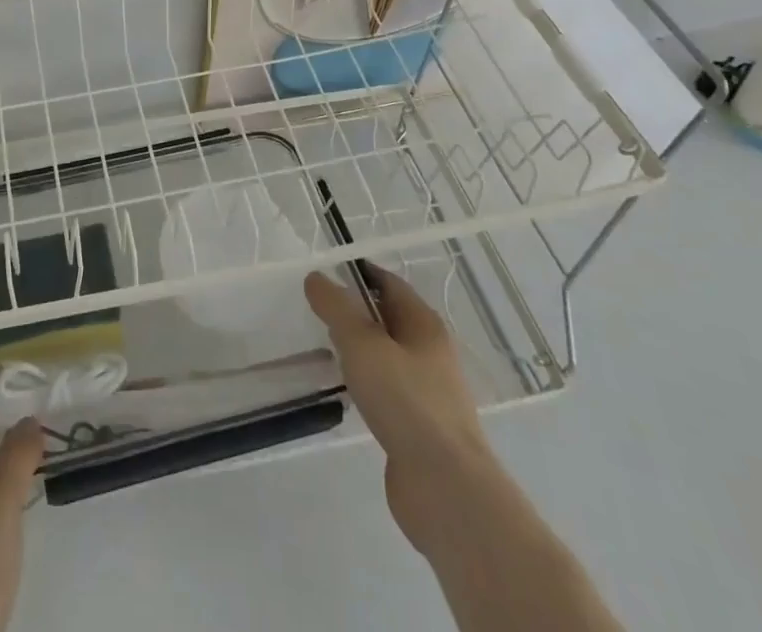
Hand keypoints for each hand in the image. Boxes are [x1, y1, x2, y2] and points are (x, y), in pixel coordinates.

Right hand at [305, 265, 491, 548]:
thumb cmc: (406, 401)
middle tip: (315, 312)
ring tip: (323, 349)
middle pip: (387, 318)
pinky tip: (344, 392)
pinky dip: (365, 384)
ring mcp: (427, 391)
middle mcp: (430, 352)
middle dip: (354, 312)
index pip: (387, 283)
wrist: (446, 488)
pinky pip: (387, 391)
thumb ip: (336, 307)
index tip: (322, 275)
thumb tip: (316, 278)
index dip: (356, 274)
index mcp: (424, 324)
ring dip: (358, 351)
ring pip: (386, 357)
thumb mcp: (362, 344)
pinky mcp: (419, 427)